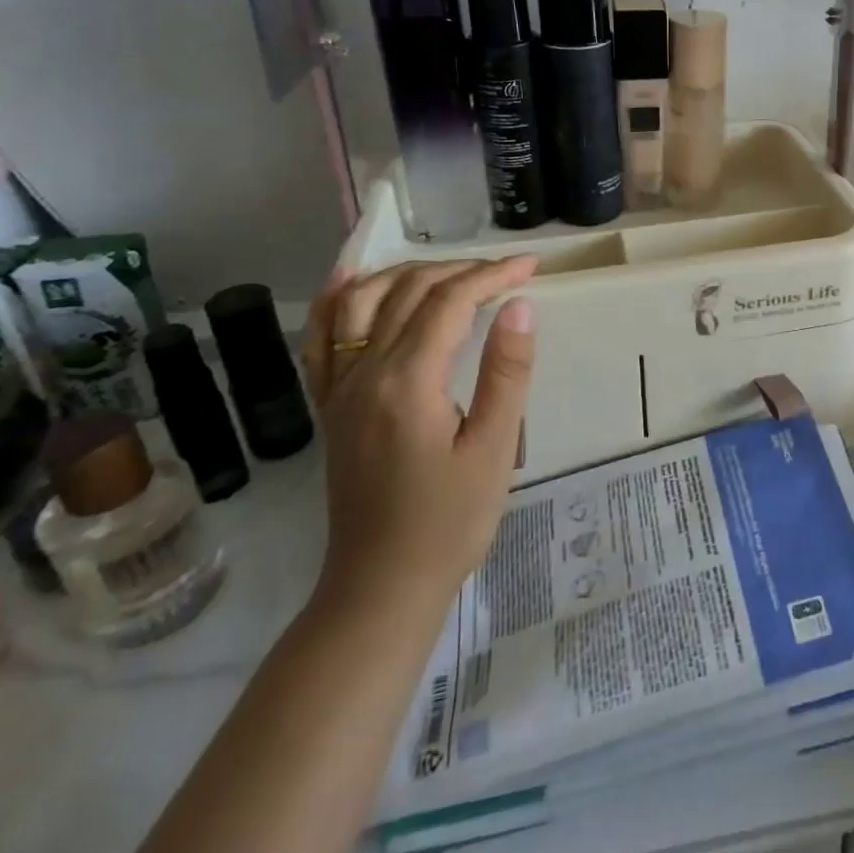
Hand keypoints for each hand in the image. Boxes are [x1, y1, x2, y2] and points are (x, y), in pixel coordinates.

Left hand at [299, 257, 538, 618]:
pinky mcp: (331, 405)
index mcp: (407, 382)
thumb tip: (520, 305)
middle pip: (408, 292)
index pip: (450, 302)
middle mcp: (364, 373)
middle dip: (460, 270)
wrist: (381, 586)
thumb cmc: (449, 522)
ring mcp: (339, 388)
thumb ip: (506, 372)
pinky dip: (338, 298)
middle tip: (506, 273)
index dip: (492, 275)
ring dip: (407, 273)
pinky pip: (322, 336)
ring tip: (450, 270)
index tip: (532, 266)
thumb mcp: (494, 449)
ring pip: (361, 301)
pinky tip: (353, 279)